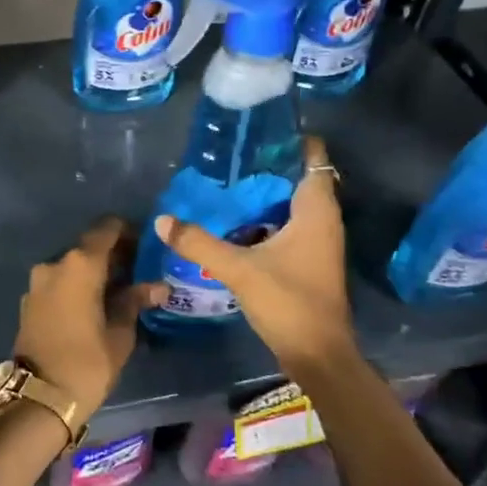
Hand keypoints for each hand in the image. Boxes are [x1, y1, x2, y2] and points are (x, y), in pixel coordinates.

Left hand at [14, 216, 166, 419]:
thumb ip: (135, 301)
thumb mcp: (120, 333)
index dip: (128, 232)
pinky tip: (93, 306)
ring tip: (116, 293)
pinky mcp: (29, 301)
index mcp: (80, 265)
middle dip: (112, 256)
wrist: (38, 397)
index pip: (107, 229)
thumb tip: (158, 286)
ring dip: (92, 273)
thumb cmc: (87, 362)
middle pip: (88, 247)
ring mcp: (37, 282)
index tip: (145, 247)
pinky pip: (58, 283)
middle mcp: (55, 264)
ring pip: (72, 266)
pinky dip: (76, 287)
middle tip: (137, 273)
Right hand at [153, 136, 355, 368]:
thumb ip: (199, 243)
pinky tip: (236, 222)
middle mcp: (324, 220)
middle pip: (298, 178)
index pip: (313, 157)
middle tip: (229, 157)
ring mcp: (318, 242)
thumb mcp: (239, 269)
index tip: (256, 130)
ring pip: (292, 204)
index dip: (289, 140)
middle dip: (267, 166)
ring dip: (265, 194)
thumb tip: (162, 220)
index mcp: (316, 210)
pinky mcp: (309, 260)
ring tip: (226, 184)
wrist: (318, 355)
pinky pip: (288, 225)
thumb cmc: (288, 302)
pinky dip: (266, 218)